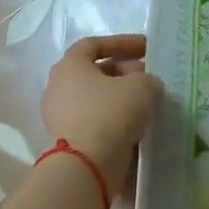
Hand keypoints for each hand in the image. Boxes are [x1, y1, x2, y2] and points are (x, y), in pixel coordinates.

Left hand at [40, 34, 162, 189]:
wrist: (88, 165)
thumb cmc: (111, 113)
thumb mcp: (142, 86)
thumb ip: (147, 79)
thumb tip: (146, 85)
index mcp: (69, 66)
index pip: (94, 44)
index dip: (122, 43)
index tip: (147, 48)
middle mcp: (58, 88)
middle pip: (94, 72)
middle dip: (124, 71)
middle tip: (149, 77)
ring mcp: (59, 116)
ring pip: (95, 98)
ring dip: (120, 97)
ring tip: (147, 102)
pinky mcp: (67, 140)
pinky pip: (94, 120)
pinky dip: (115, 118)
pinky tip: (137, 123)